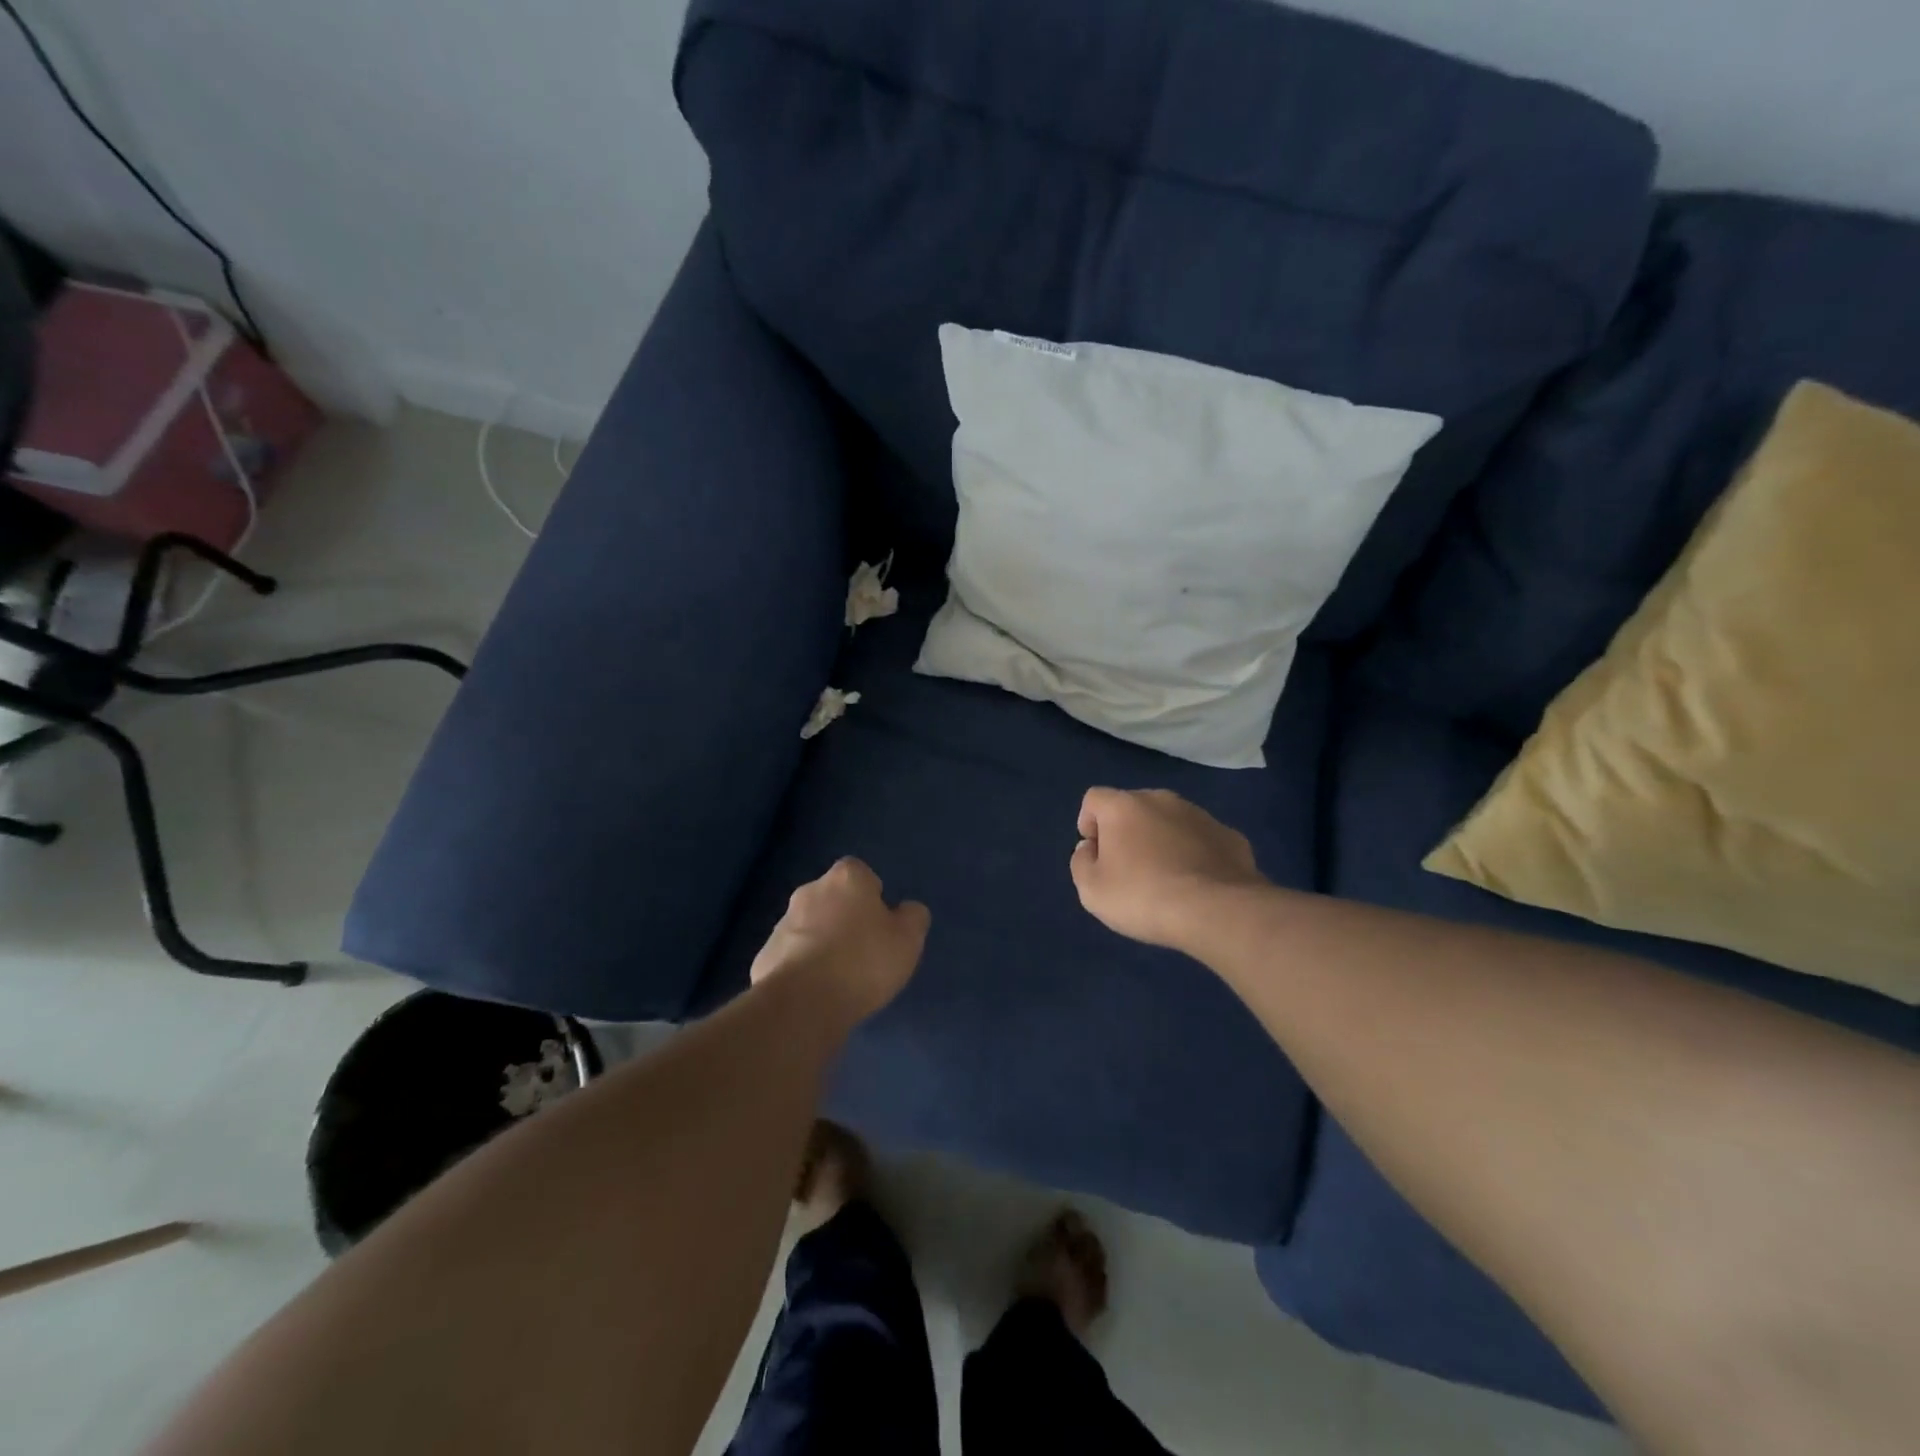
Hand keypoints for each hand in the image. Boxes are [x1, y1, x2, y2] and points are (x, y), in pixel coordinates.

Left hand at [750, 858, 929, 1022]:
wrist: (802, 1003)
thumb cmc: (863, 961)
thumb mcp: (908, 939)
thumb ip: (913, 917)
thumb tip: (906, 911)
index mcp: (846, 878)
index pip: (861, 874)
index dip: (872, 898)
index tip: (881, 926)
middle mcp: (810, 891)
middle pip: (832, 899)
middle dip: (844, 919)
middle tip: (863, 953)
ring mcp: (782, 923)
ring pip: (809, 928)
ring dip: (822, 944)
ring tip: (840, 979)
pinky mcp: (764, 957)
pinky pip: (791, 957)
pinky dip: (802, 969)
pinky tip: (815, 994)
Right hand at [1071, 788, 1266, 949]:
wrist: (1218, 911)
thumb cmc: (1143, 896)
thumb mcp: (1092, 890)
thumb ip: (1081, 862)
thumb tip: (1089, 848)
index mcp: (1123, 806)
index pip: (1094, 798)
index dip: (1089, 823)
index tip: (1095, 855)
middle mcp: (1161, 800)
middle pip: (1133, 807)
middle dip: (1127, 831)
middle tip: (1128, 869)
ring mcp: (1200, 815)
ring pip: (1170, 821)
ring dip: (1162, 840)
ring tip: (1166, 879)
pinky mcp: (1230, 835)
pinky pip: (1201, 840)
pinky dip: (1194, 854)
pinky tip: (1197, 884)